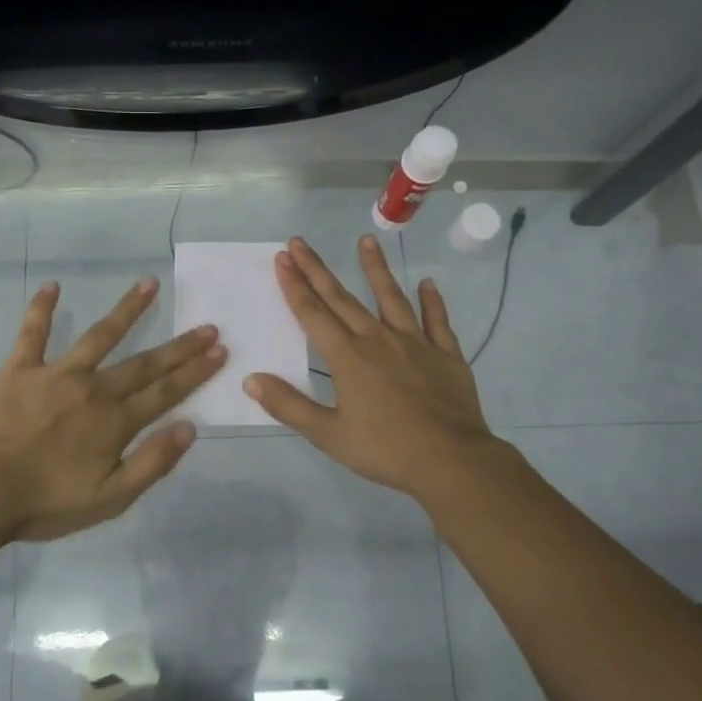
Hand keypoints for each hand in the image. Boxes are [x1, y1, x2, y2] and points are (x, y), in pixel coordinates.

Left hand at [0, 277, 226, 541]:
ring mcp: (56, 373)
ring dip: (127, 309)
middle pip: (144, 363)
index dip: (195, 372)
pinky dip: (40, 308)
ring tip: (149, 283)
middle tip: (207, 325)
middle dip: (179, 346)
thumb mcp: (110, 499)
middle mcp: (93, 389)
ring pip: (99, 335)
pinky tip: (51, 285)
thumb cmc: (47, 502)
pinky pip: (32, 333)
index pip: (166, 392)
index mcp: (115, 421)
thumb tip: (189, 428)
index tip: (219, 350)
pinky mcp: (20, 369)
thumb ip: (152, 463)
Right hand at [244, 235, 502, 498]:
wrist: (451, 460)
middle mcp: (377, 340)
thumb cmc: (385, 449)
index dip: (295, 285)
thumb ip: (289, 405)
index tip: (282, 258)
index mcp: (347, 357)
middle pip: (342, 299)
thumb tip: (251, 380)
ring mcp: (415, 343)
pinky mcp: (445, 354)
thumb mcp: (328, 434)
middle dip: (318, 270)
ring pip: (391, 298)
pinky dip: (432, 301)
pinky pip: (437, 321)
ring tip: (366, 240)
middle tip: (300, 242)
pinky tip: (428, 284)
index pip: (313, 313)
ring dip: (376, 268)